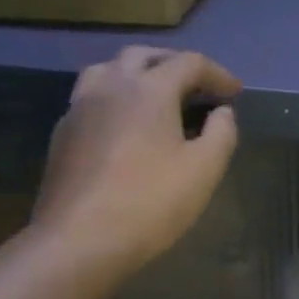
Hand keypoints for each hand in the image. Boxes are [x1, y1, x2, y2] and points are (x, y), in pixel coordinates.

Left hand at [30, 47, 240, 280]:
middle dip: (175, 64)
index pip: (189, 63)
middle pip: (143, 56)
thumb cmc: (149, 202)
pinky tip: (127, 125)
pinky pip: (92, 97)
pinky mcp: (62, 134)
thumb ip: (222, 133)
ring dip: (138, 74)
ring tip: (158, 96)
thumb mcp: (205, 169)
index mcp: (148, 89)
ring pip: (108, 70)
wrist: (77, 242)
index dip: (218, 74)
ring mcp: (79, 109)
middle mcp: (110, 87)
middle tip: (198, 86)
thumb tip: (222, 112)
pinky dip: (116, 97)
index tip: (236, 93)